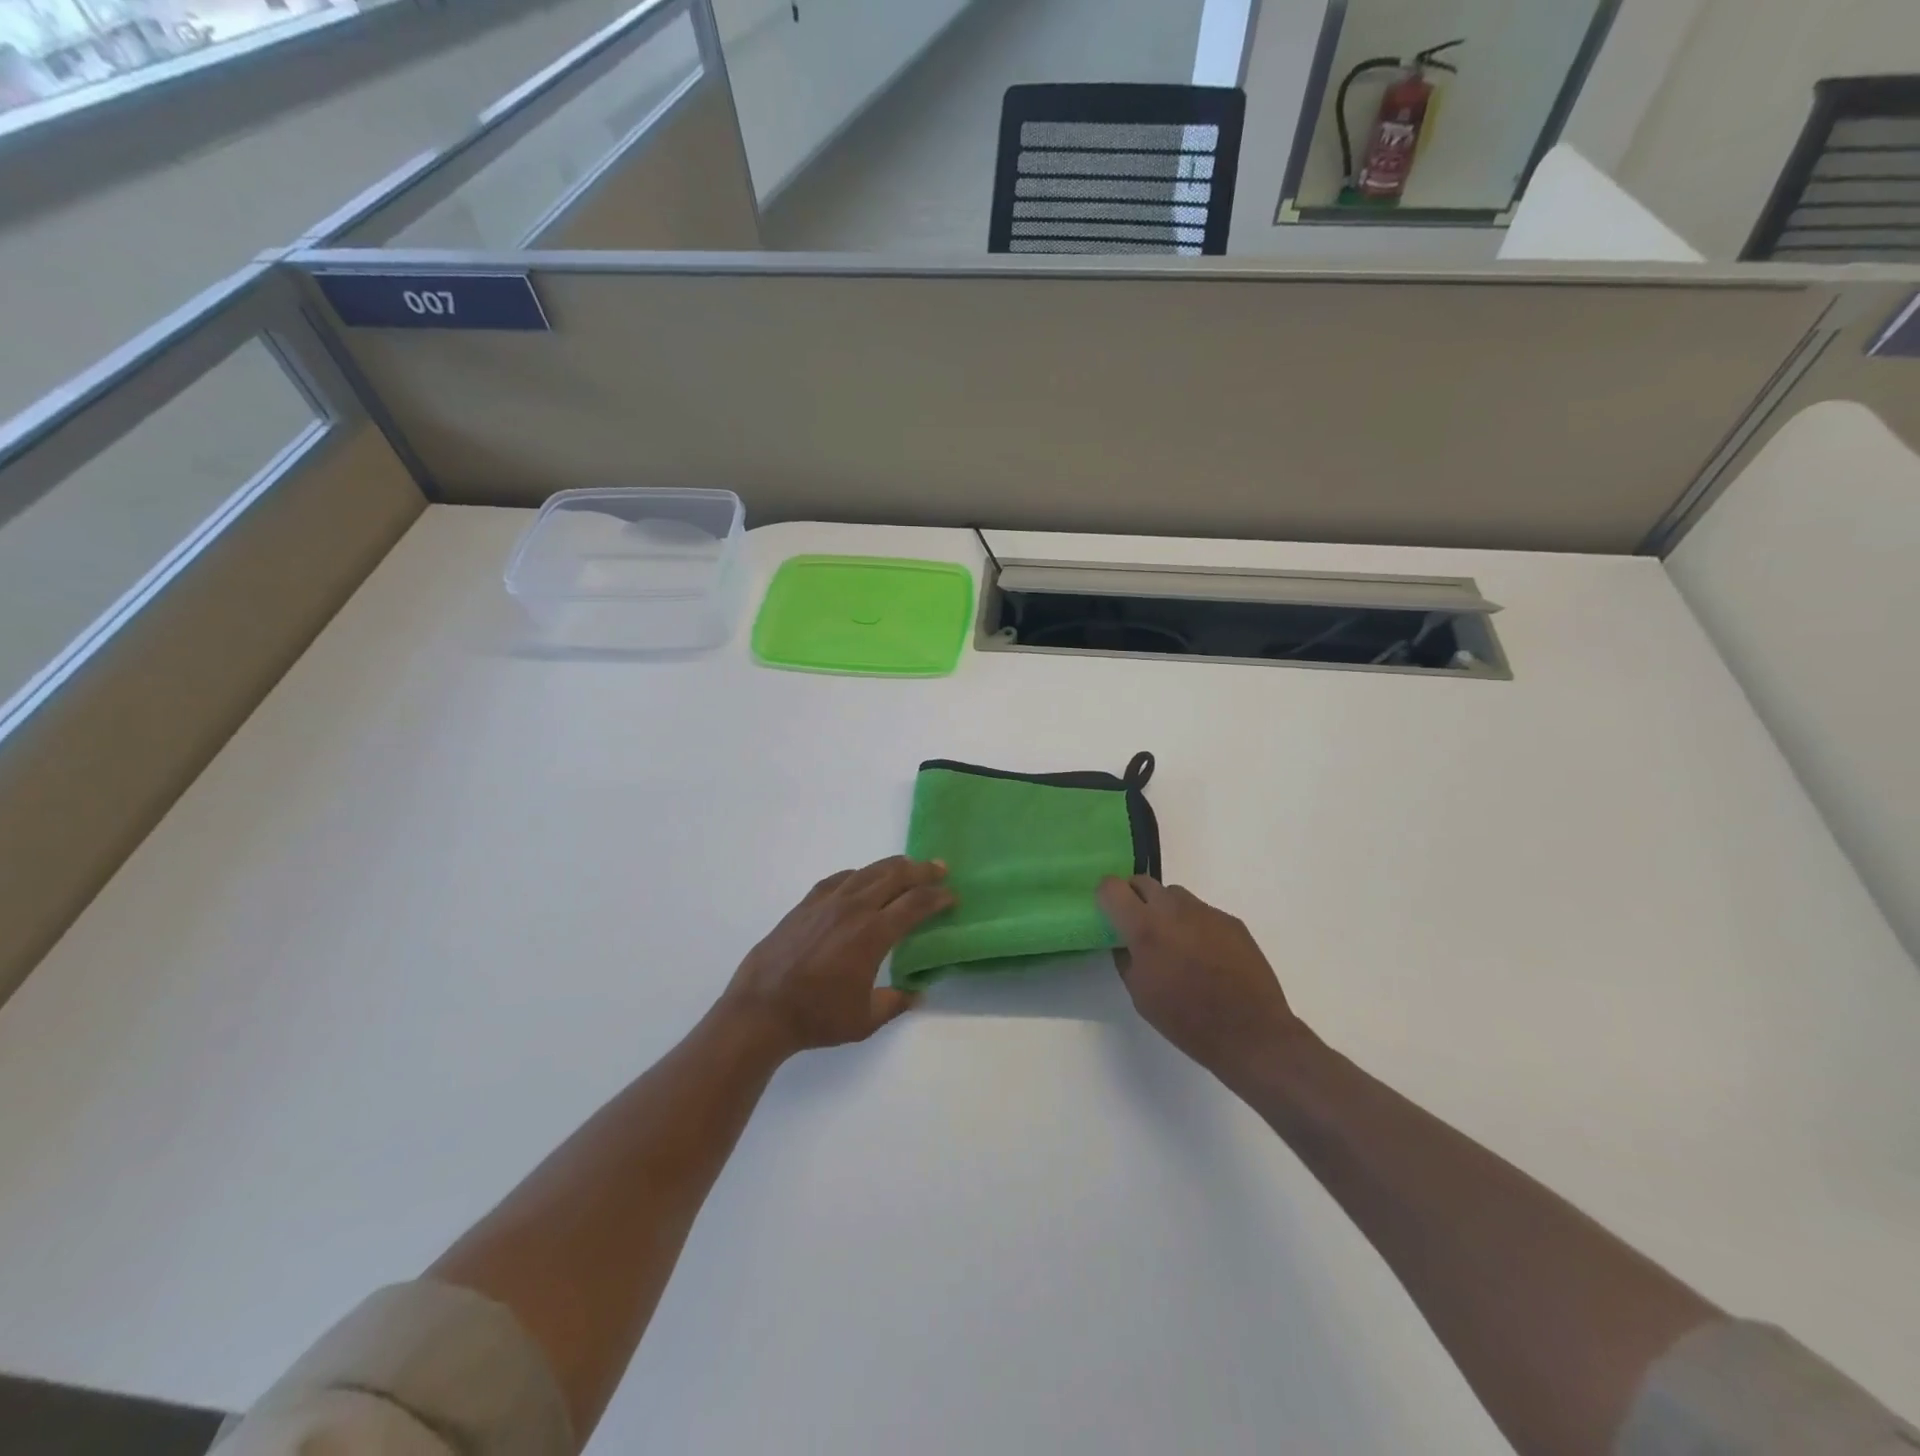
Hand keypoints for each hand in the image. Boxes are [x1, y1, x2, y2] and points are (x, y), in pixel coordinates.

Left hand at [720, 857, 953, 1058]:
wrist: (760, 1010)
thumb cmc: (816, 1017)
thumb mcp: (865, 1020)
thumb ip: (895, 1003)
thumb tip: (916, 993)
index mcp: (873, 934)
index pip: (915, 904)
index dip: (937, 897)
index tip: (951, 895)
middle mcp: (853, 909)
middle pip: (895, 876)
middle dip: (922, 870)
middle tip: (939, 868)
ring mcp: (826, 903)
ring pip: (867, 872)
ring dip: (892, 867)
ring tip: (907, 867)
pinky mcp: (805, 905)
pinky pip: (838, 879)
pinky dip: (858, 875)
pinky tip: (861, 880)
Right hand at [1097, 877, 1306, 1081]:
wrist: (1250, 1032)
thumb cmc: (1186, 1020)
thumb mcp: (1140, 994)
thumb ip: (1127, 958)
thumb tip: (1125, 942)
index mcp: (1144, 927)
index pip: (1112, 887)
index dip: (1106, 897)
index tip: (1109, 913)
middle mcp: (1173, 909)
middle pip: (1143, 881)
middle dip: (1134, 897)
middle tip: (1137, 925)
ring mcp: (1206, 912)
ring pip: (1174, 895)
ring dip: (1165, 909)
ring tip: (1174, 941)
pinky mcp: (1230, 921)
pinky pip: (1202, 912)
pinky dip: (1194, 925)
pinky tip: (1205, 955)